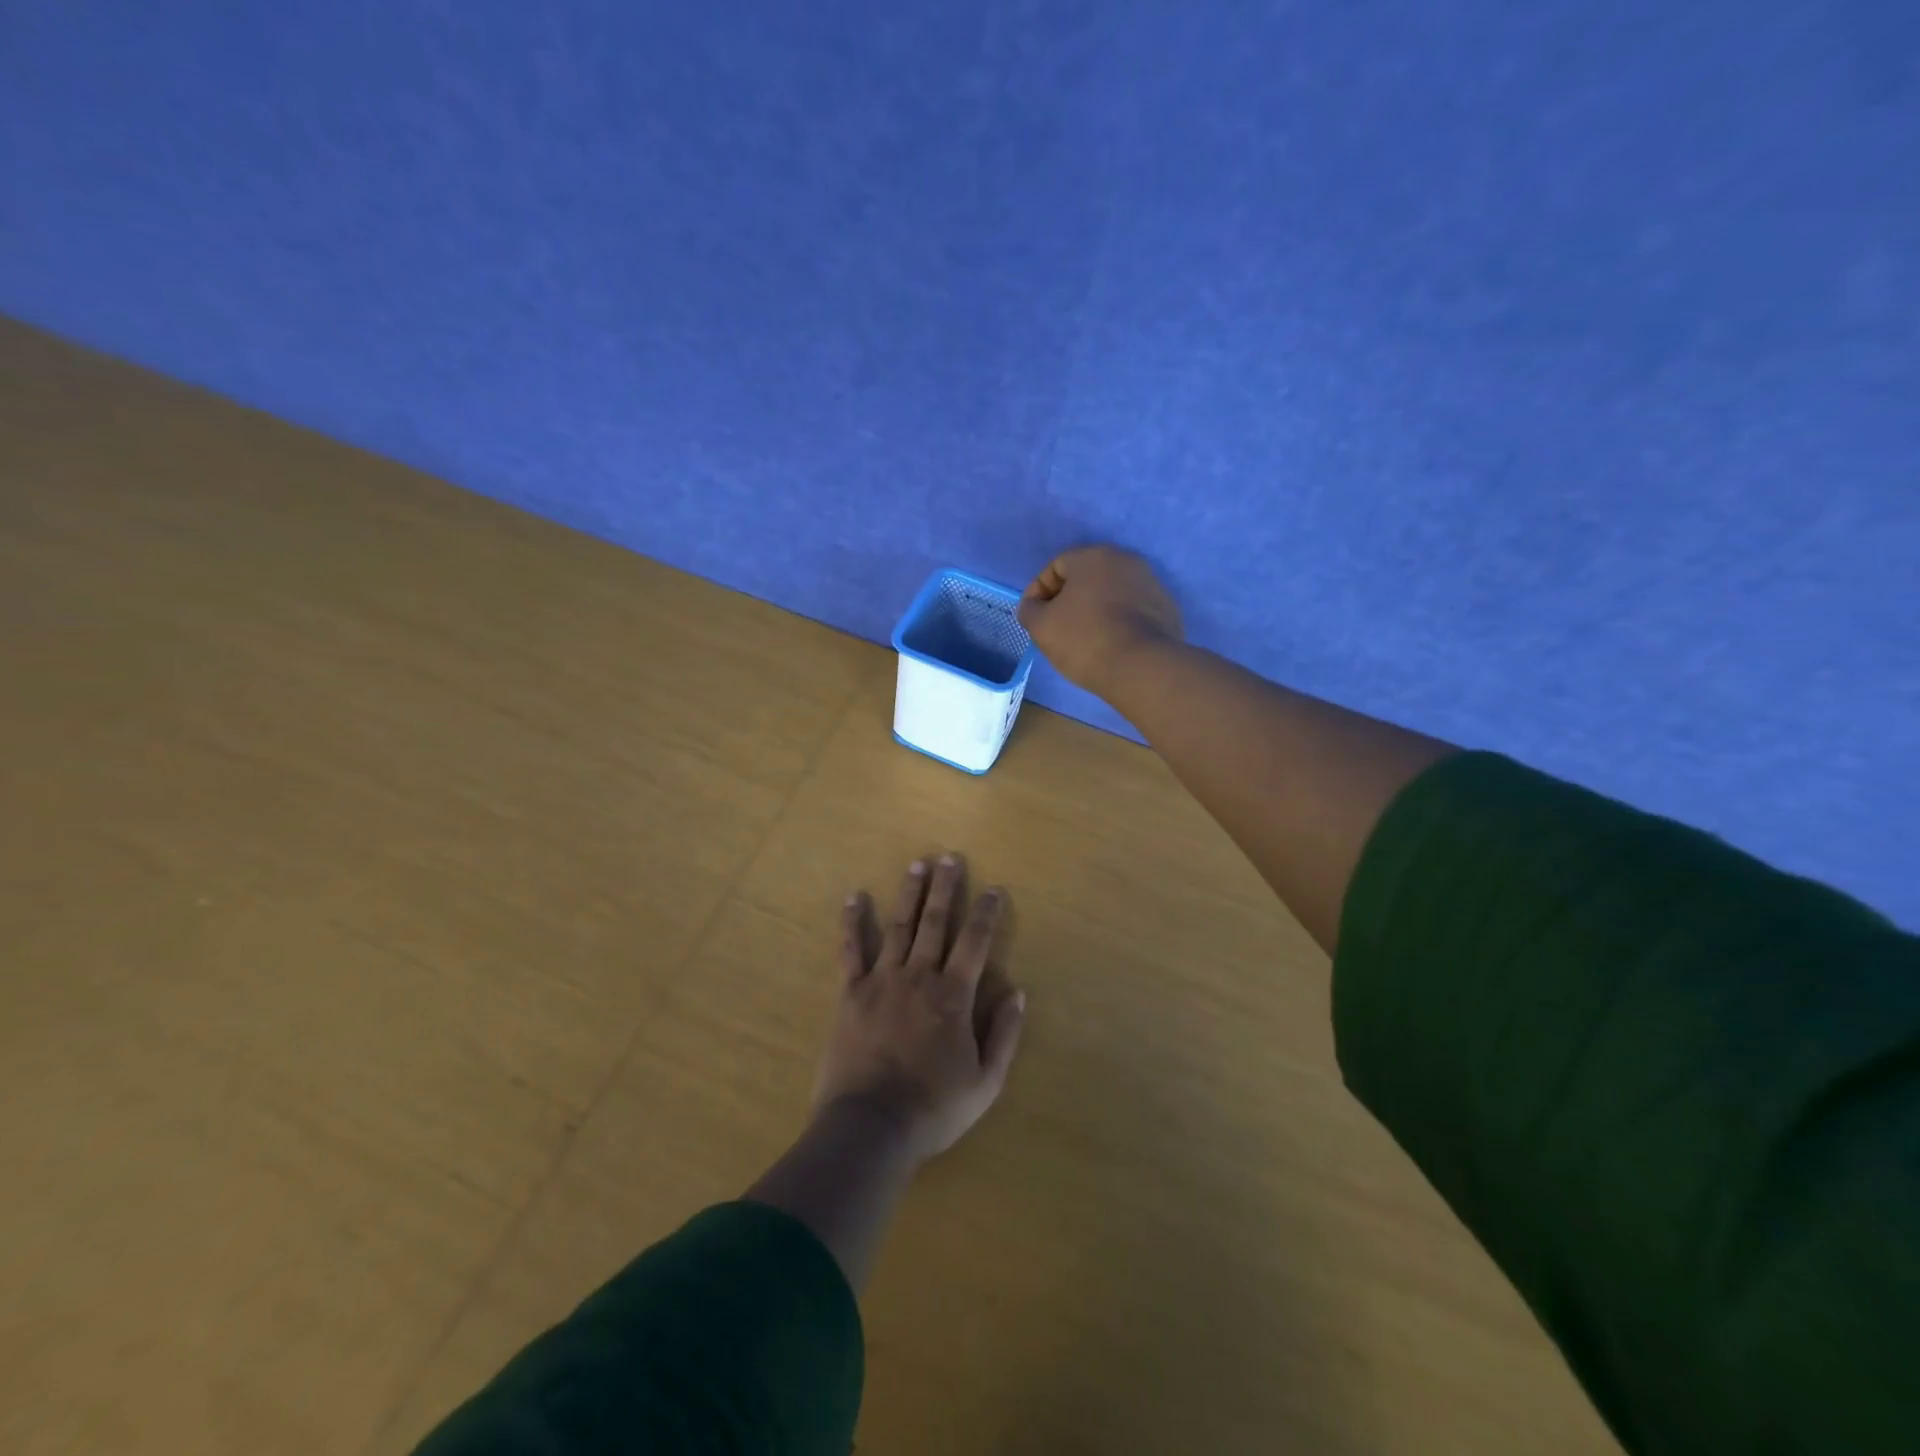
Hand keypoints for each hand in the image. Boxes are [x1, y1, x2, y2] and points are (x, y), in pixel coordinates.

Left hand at [814, 854, 1025, 1163]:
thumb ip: (1004, 1034)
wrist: (870, 1127)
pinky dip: (852, 923)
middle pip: (936, 923)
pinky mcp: (851, 993)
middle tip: (949, 858)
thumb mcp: (985, 1082)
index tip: (993, 889)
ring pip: (899, 927)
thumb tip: (1018, 992)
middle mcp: (920, 977)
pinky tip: (854, 898)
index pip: (975, 943)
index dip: (986, 913)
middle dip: (945, 888)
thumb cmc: (933, 1107)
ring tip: (916, 865)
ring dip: (909, 894)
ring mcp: (882, 980)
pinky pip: (851, 950)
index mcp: (953, 996)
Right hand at [1017, 546, 1183, 696]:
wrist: (1143, 668)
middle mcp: (1126, 561)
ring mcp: (1151, 584)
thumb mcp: (1042, 626)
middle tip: (1057, 628)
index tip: (1034, 617)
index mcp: (1094, 557)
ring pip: (1112, 594)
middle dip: (1068, 600)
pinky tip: (1111, 645)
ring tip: (1084, 640)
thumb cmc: (1085, 639)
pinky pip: (1133, 611)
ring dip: (1095, 610)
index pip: (1057, 566)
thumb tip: (1034, 606)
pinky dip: (1118, 622)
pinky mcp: (1167, 610)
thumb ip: (1030, 610)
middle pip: (1087, 578)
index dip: (1039, 591)